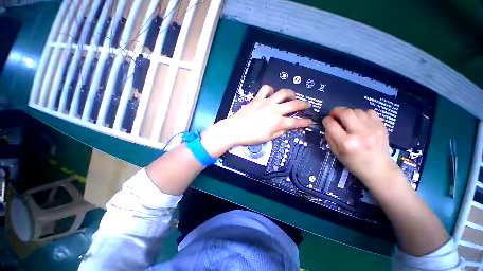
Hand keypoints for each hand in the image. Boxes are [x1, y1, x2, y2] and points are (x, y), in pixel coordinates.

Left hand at [202, 85, 310, 156]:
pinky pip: (266, 89)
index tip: (309, 122)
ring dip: (290, 93)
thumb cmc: (251, 137)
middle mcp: (275, 110)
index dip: (305, 122)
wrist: (235, 129)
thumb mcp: (268, 138)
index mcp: (278, 122)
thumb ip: (280, 132)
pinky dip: (271, 90)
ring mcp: (266, 102)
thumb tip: (287, 127)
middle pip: (294, 105)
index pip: (296, 122)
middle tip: (307, 105)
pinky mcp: (258, 98)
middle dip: (304, 105)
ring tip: (292, 96)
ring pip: (283, 93)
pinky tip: (271, 94)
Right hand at [322, 107, 400, 188]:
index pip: (331, 124)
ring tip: (348, 120)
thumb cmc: (354, 163)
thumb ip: (330, 137)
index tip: (326, 121)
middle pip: (345, 112)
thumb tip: (328, 124)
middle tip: (334, 115)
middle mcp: (359, 133)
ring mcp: (373, 128)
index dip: (326, 120)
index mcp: (346, 143)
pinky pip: (369, 112)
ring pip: (357, 110)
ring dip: (348, 113)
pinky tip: (360, 121)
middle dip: (336, 111)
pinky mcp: (382, 126)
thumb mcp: (336, 153)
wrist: (379, 169)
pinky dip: (362, 114)